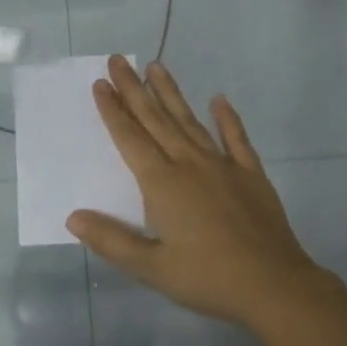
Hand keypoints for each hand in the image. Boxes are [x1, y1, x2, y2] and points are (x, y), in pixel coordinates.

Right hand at [67, 57, 332, 328]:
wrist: (273, 285)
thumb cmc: (207, 278)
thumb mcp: (151, 267)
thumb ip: (111, 240)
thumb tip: (73, 216)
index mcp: (162, 184)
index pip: (130, 138)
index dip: (113, 111)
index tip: (100, 84)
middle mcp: (189, 164)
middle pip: (156, 120)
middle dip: (134, 89)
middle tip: (118, 60)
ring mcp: (223, 166)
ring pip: (190, 121)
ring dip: (171, 94)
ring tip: (155, 66)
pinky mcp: (250, 174)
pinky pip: (236, 138)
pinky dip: (227, 118)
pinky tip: (219, 99)